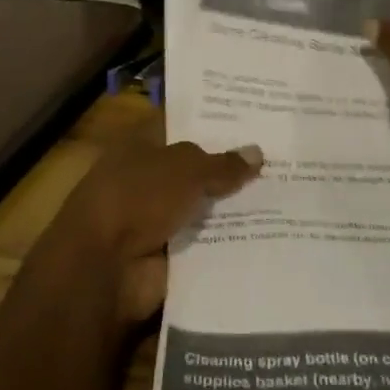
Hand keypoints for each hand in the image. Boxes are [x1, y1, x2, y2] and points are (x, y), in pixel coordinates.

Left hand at [48, 116, 261, 323]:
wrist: (104, 267)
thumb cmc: (138, 197)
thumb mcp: (187, 169)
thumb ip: (223, 164)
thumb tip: (257, 153)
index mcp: (141, 145)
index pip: (182, 126)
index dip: (213, 124)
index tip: (252, 122)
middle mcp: (148, 179)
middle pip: (196, 170)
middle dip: (231, 169)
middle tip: (279, 160)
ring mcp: (156, 219)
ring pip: (204, 208)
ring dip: (234, 209)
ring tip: (284, 198)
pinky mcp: (167, 256)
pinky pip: (206, 245)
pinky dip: (229, 244)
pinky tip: (269, 234)